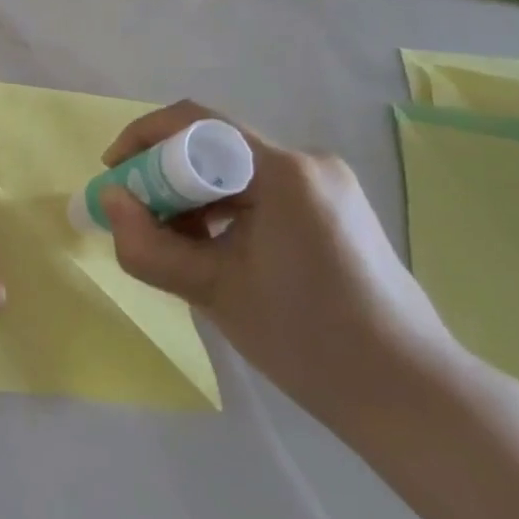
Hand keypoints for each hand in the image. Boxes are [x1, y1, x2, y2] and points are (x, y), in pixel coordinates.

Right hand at [99, 102, 464, 434]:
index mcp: (284, 172)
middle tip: (138, 221)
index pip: (196, 124)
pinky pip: (259, 191)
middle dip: (165, 177)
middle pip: (214, 148)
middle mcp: (308, 163)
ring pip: (234, 172)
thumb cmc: (307, 339)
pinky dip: (223, 211)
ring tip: (175, 247)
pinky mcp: (333, 208)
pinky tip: (214, 253)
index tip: (114, 174)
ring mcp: (325, 185)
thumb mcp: (212, 291)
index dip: (144, 139)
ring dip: (193, 198)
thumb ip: (148, 245)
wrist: (409, 394)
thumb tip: (109, 200)